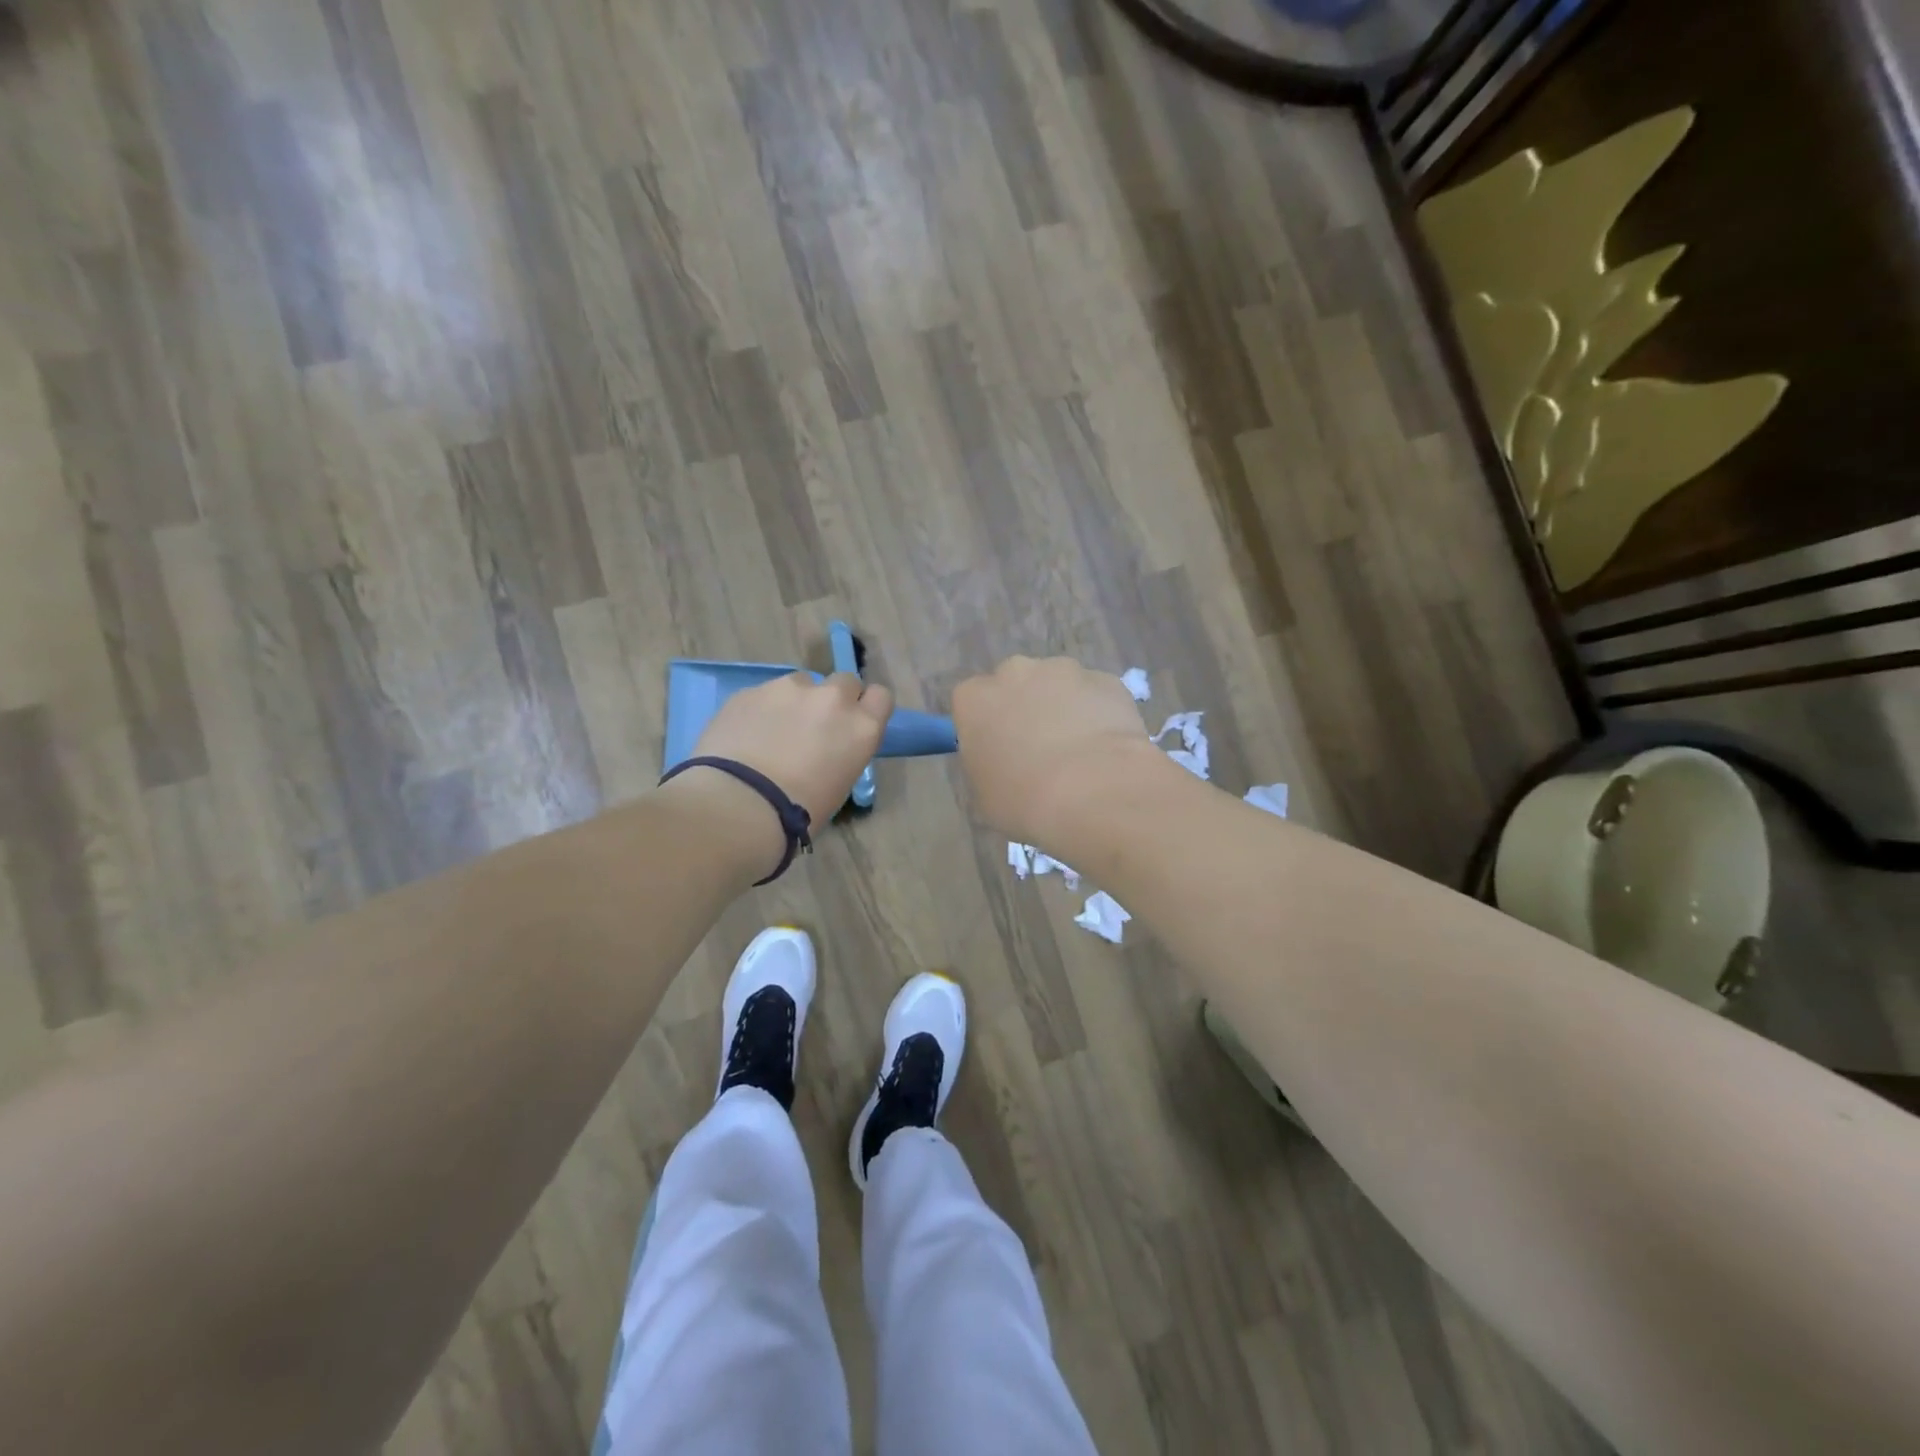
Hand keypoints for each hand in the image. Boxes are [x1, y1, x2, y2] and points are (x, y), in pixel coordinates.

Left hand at [689, 672, 893, 833]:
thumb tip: (826, 747)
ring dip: (795, 701)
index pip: (881, 697)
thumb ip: (842, 752)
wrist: (739, 805)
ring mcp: (789, 689)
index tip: (853, 723)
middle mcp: (832, 699)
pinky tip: (745, 735)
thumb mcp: (839, 785)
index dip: (866, 707)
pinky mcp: (752, 690)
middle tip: (815, 726)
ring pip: (801, 683)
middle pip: (844, 682)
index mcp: (861, 728)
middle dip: (834, 699)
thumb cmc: (799, 812)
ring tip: (773, 731)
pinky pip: (765, 693)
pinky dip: (762, 709)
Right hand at [952, 656, 1162, 845]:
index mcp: (975, 699)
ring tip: (1080, 753)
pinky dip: (1099, 714)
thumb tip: (1002, 759)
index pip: (972, 702)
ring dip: (1064, 708)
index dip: (986, 727)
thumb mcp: (986, 794)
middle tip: (1039, 750)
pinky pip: (1096, 695)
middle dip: (1025, 709)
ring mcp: (1065, 670)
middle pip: (1015, 684)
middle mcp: (1016, 672)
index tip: (999, 752)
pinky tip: (1108, 749)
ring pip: (1059, 685)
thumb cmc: (1026, 800)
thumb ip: (987, 764)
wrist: (1095, 792)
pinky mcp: (1107, 679)